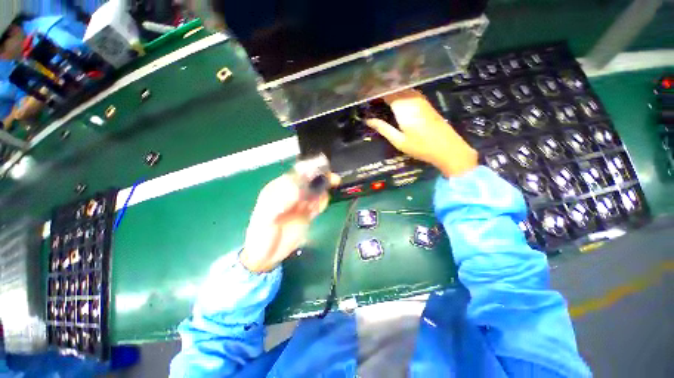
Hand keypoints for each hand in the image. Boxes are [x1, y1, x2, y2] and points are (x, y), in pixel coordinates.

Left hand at [240, 173, 338, 272]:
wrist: (267, 256)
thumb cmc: (261, 235)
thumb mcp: (266, 217)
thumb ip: (280, 202)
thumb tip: (298, 190)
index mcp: (278, 189)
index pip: (296, 175)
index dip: (309, 171)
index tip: (321, 171)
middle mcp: (292, 193)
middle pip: (310, 180)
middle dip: (321, 178)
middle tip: (334, 180)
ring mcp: (301, 203)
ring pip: (317, 191)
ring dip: (322, 193)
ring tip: (316, 206)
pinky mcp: (308, 213)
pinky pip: (319, 204)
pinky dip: (322, 204)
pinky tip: (316, 211)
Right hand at [366, 90, 477, 177]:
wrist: (447, 148)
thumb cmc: (420, 147)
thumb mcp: (398, 141)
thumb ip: (383, 128)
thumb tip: (368, 120)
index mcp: (403, 107)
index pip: (386, 92)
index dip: (375, 91)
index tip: (364, 92)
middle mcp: (412, 99)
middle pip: (394, 87)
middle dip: (382, 88)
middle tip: (369, 92)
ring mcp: (421, 100)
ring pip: (402, 88)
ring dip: (391, 90)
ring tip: (378, 94)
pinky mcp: (425, 103)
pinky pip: (409, 93)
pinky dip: (399, 93)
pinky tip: (394, 98)